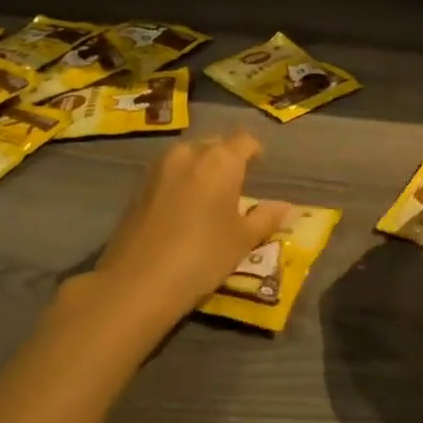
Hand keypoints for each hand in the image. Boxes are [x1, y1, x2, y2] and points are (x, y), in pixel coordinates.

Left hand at [91, 133, 292, 321]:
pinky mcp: (138, 186)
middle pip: (215, 144)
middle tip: (237, 184)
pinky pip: (169, 173)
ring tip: (210, 196)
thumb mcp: (242, 241)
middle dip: (227, 158)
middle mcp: (189, 153)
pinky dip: (182, 182)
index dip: (255, 151)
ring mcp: (159, 168)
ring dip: (202, 168)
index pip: (245, 141)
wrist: (137, 282)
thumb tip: (284, 206)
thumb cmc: (202, 257)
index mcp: (221, 160)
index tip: (260, 167)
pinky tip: (184, 208)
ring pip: (189, 156)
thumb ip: (266, 218)